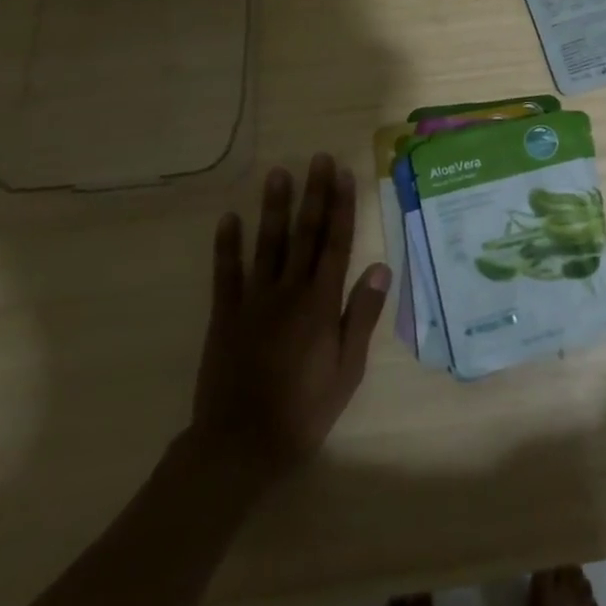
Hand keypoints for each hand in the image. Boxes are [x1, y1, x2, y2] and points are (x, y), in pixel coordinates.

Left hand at [185, 154, 390, 483]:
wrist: (240, 446)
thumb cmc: (304, 410)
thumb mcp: (347, 369)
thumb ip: (361, 316)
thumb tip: (380, 267)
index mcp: (321, 303)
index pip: (336, 243)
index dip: (342, 206)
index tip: (345, 174)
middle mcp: (289, 291)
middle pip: (305, 233)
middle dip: (314, 194)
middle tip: (318, 159)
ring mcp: (254, 301)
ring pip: (267, 244)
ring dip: (274, 207)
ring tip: (278, 174)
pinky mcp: (225, 316)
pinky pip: (226, 274)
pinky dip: (227, 245)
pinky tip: (228, 219)